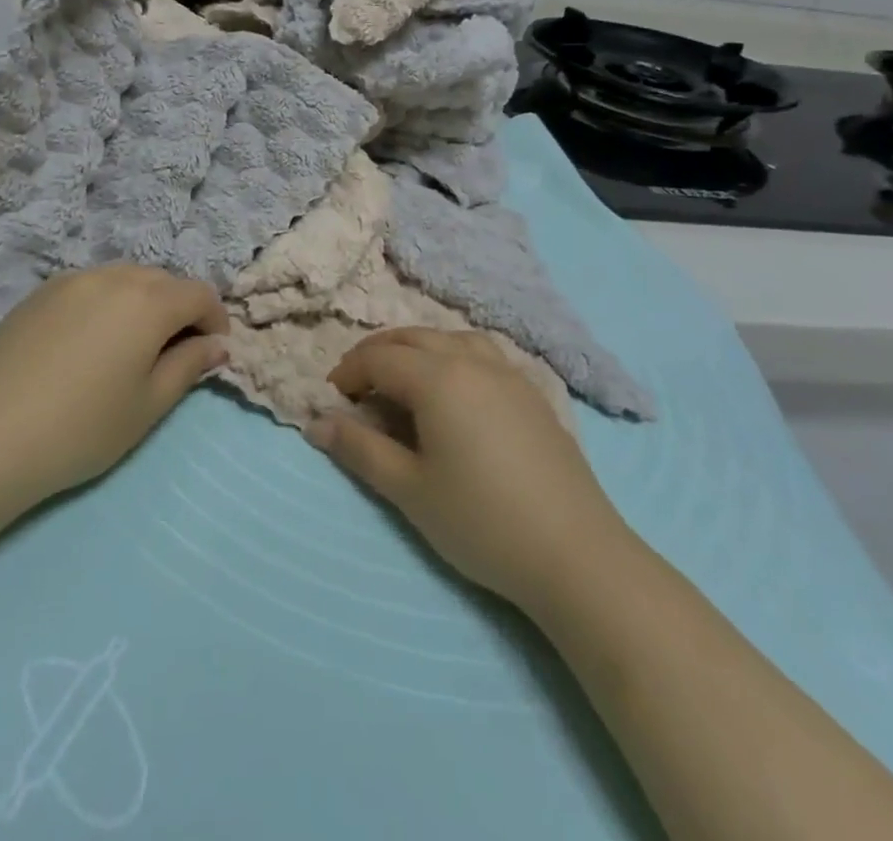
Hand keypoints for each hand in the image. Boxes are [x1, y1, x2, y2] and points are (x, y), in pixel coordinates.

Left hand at [0, 265, 228, 521]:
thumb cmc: (82, 428)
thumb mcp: (149, 405)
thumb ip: (189, 366)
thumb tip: (217, 345)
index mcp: (147, 301)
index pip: (199, 294)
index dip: (215, 320)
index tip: (211, 353)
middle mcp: (111, 277)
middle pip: (162, 282)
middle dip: (178, 310)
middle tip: (172, 353)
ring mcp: (70, 281)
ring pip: (124, 279)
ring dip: (141, 303)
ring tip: (129, 346)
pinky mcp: (38, 293)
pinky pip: (88, 286)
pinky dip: (104, 303)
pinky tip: (87, 343)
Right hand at [306, 329, 629, 615]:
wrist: (576, 555)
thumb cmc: (481, 521)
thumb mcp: (409, 489)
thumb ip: (359, 449)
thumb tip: (316, 423)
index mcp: (438, 378)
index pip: (379, 357)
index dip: (348, 373)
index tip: (332, 401)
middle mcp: (472, 360)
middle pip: (412, 338)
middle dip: (377, 355)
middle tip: (358, 388)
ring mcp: (508, 373)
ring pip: (450, 339)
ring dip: (416, 350)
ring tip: (403, 382)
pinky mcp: (533, 393)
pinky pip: (481, 354)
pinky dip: (452, 357)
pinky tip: (455, 392)